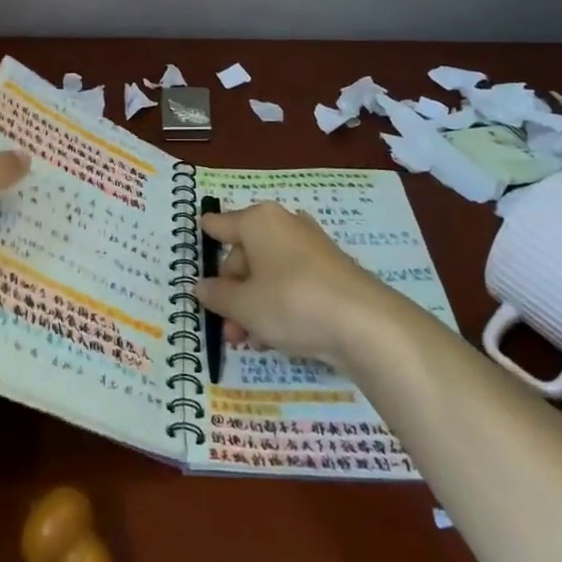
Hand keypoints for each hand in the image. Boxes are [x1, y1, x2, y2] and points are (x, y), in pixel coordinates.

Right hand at [194, 202, 392, 365]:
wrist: (365, 323)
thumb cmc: (291, 302)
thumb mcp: (244, 305)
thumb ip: (218, 296)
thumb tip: (201, 287)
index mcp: (258, 220)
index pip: (220, 225)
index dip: (207, 237)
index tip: (197, 243)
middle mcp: (285, 224)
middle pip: (245, 253)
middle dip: (233, 291)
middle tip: (229, 328)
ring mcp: (311, 246)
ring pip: (269, 271)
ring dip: (254, 303)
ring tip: (251, 341)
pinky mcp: (332, 270)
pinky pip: (293, 282)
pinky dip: (280, 303)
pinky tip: (278, 335)